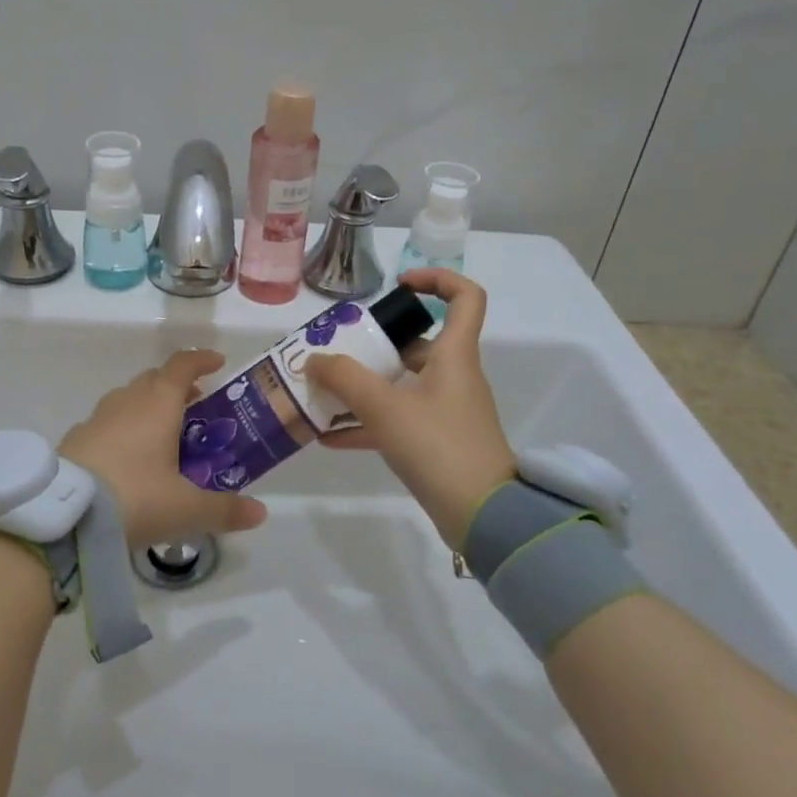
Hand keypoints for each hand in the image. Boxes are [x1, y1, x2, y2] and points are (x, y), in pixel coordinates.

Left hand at [61, 351, 268, 550]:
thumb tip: (260, 513)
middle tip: (195, 407)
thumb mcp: (186, 510)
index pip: (182, 366)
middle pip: (153, 379)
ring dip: (146, 406)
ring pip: (126, 399)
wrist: (64, 516)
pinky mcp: (74, 440)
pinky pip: (105, 424)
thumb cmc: (136, 498)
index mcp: (157, 405)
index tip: (218, 363)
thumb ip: (225, 510)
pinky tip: (125, 459)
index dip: (201, 360)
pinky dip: (121, 430)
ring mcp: (95, 419)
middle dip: (176, 386)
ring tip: (161, 435)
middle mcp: (126, 402)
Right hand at [304, 270, 516, 550]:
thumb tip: (313, 360)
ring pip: (402, 385)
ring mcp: (445, 411)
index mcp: (453, 356)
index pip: (464, 297)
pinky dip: (367, 424)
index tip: (397, 286)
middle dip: (374, 345)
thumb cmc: (439, 446)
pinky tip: (329, 436)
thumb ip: (345, 379)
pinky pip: (397, 421)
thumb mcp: (385, 408)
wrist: (483, 516)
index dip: (435, 280)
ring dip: (364, 387)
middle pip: (417, 345)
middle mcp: (453, 377)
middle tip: (337, 350)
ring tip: (323, 393)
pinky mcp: (437, 442)